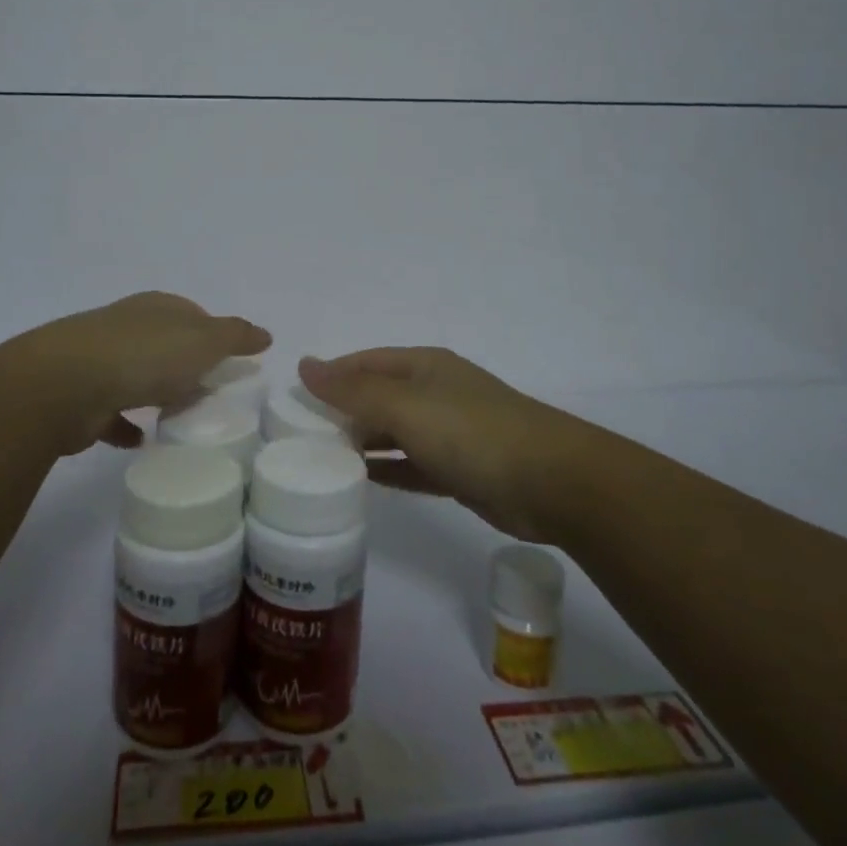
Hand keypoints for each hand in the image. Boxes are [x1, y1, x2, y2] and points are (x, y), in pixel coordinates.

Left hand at [7, 292, 269, 451]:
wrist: (66, 384)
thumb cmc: (145, 355)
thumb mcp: (203, 341)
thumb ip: (235, 337)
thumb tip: (265, 334)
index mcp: (157, 308)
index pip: (191, 314)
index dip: (212, 333)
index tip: (228, 359)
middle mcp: (127, 327)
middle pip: (163, 344)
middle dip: (184, 363)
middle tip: (208, 390)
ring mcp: (100, 361)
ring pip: (137, 376)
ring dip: (155, 392)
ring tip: (179, 416)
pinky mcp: (82, 398)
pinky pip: (111, 413)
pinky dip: (126, 425)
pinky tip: (141, 442)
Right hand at [298, 348, 586, 539]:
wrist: (552, 482)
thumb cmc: (472, 432)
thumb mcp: (405, 407)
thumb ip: (353, 391)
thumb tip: (305, 364)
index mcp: (424, 366)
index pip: (366, 363)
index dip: (331, 375)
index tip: (294, 399)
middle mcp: (435, 393)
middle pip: (379, 397)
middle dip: (343, 411)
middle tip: (300, 436)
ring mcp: (450, 432)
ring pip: (394, 433)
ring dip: (363, 442)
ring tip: (321, 459)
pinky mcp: (460, 470)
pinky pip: (412, 465)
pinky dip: (388, 470)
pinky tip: (361, 481)